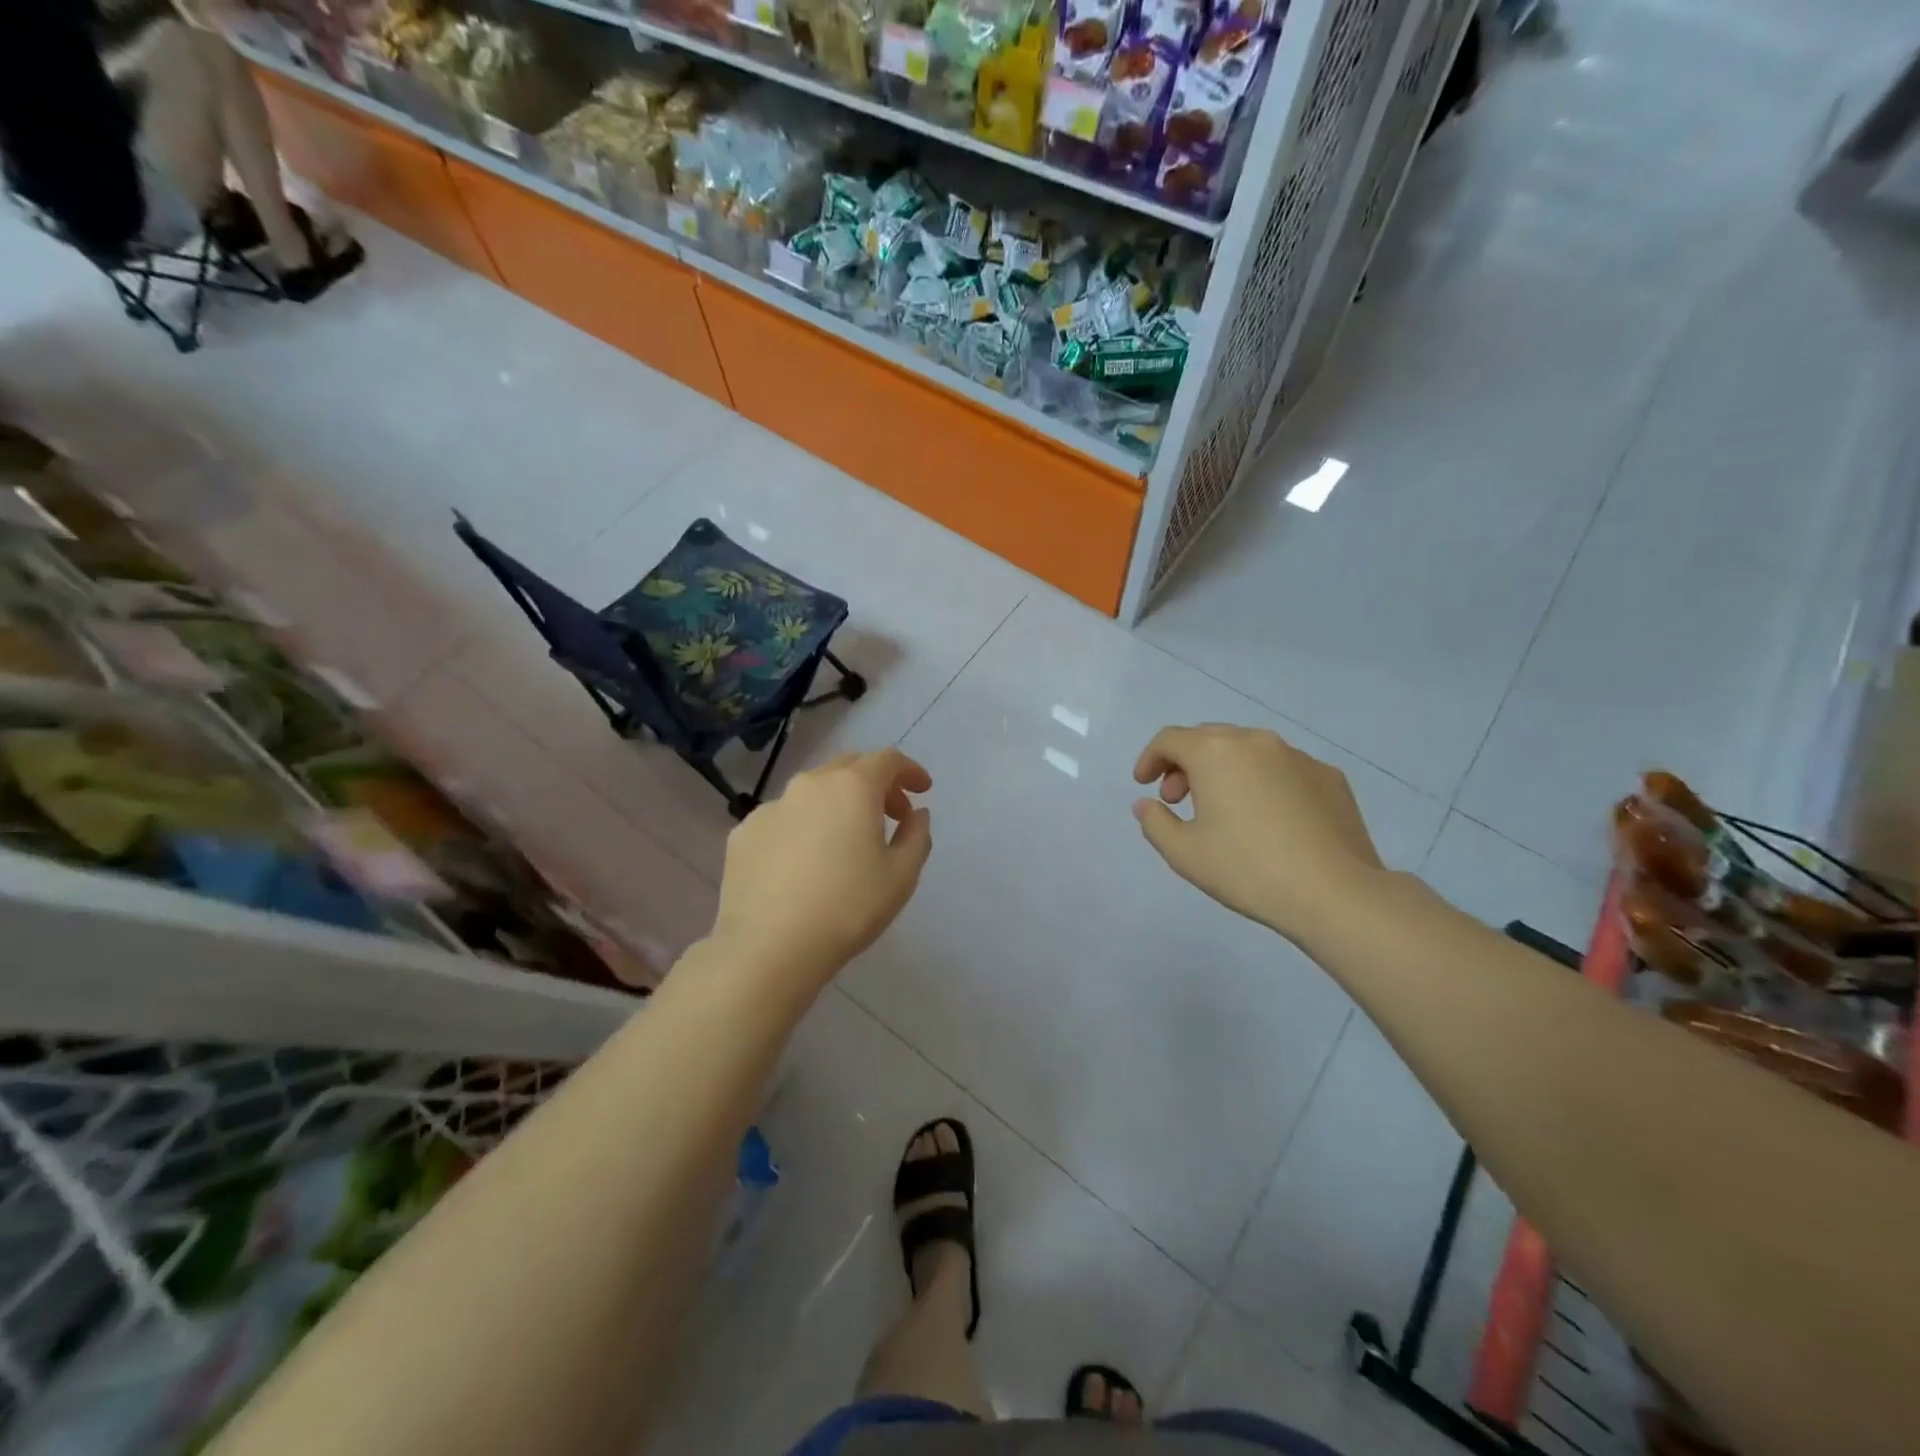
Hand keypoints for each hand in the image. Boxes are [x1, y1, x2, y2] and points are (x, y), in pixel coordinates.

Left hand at [712, 748, 932, 989]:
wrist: (768, 948)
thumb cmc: (848, 908)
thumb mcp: (901, 876)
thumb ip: (916, 836)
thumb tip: (916, 814)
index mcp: (852, 787)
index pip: (888, 760)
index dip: (910, 770)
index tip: (922, 790)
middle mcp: (809, 784)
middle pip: (849, 767)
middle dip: (875, 784)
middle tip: (891, 815)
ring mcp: (771, 807)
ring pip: (812, 792)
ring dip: (837, 804)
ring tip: (846, 840)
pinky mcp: (743, 833)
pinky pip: (783, 818)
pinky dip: (803, 827)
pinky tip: (804, 863)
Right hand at [1132, 723, 1384, 942]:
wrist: (1335, 892)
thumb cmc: (1248, 869)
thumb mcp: (1184, 854)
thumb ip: (1155, 822)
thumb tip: (1146, 804)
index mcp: (1216, 753)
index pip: (1170, 739)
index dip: (1150, 759)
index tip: (1144, 785)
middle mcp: (1256, 741)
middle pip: (1208, 738)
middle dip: (1185, 763)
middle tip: (1178, 799)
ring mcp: (1298, 756)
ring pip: (1248, 750)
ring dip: (1225, 770)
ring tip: (1223, 809)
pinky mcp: (1329, 776)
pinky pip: (1283, 768)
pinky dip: (1263, 782)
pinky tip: (1269, 819)